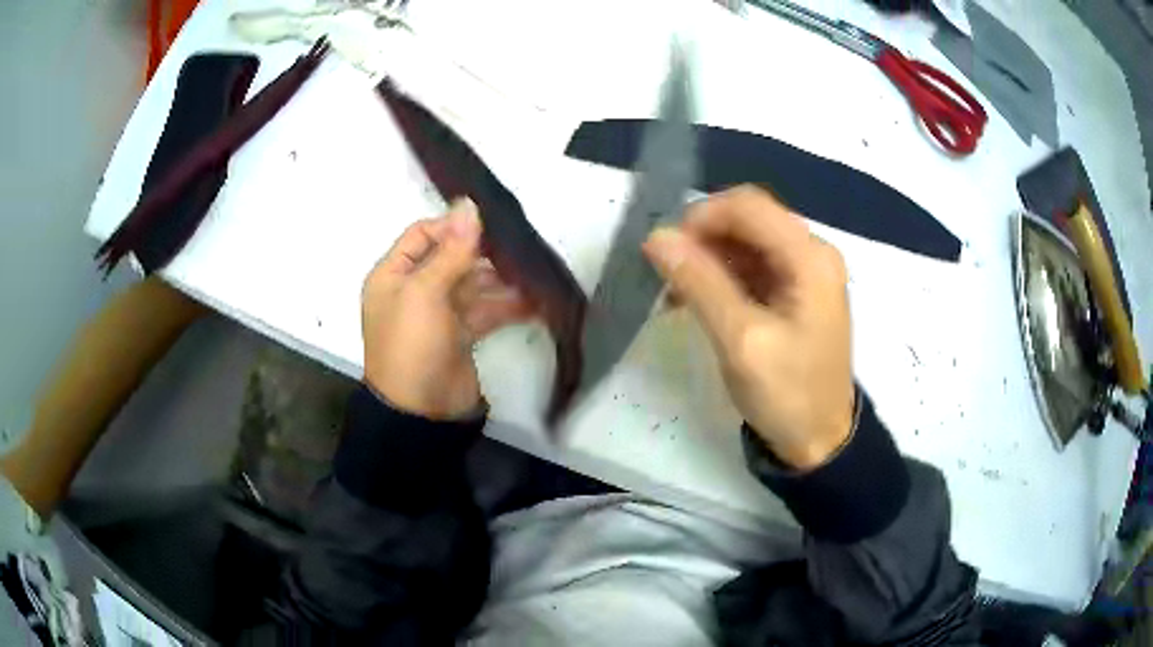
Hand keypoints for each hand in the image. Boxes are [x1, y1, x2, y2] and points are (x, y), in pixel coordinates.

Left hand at [361, 199, 533, 418]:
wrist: (421, 413)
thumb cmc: (412, 344)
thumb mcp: (425, 292)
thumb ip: (451, 250)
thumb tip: (469, 203)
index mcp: (393, 275)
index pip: (422, 234)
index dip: (452, 226)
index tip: (488, 224)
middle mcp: (413, 290)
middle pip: (450, 258)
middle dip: (483, 252)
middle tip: (518, 246)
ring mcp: (438, 313)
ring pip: (472, 284)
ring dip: (500, 279)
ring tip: (532, 273)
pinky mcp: (460, 335)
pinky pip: (485, 311)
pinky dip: (507, 306)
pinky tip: (535, 301)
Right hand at [642, 186, 854, 469]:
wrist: (820, 441)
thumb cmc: (787, 394)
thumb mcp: (740, 341)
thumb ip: (700, 283)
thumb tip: (657, 237)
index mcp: (809, 257)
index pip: (748, 206)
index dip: (701, 217)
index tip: (665, 251)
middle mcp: (812, 252)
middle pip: (748, 219)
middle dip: (703, 238)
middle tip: (667, 273)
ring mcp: (806, 271)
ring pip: (747, 241)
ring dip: (709, 258)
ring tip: (676, 293)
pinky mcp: (797, 291)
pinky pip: (754, 265)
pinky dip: (722, 275)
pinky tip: (698, 300)